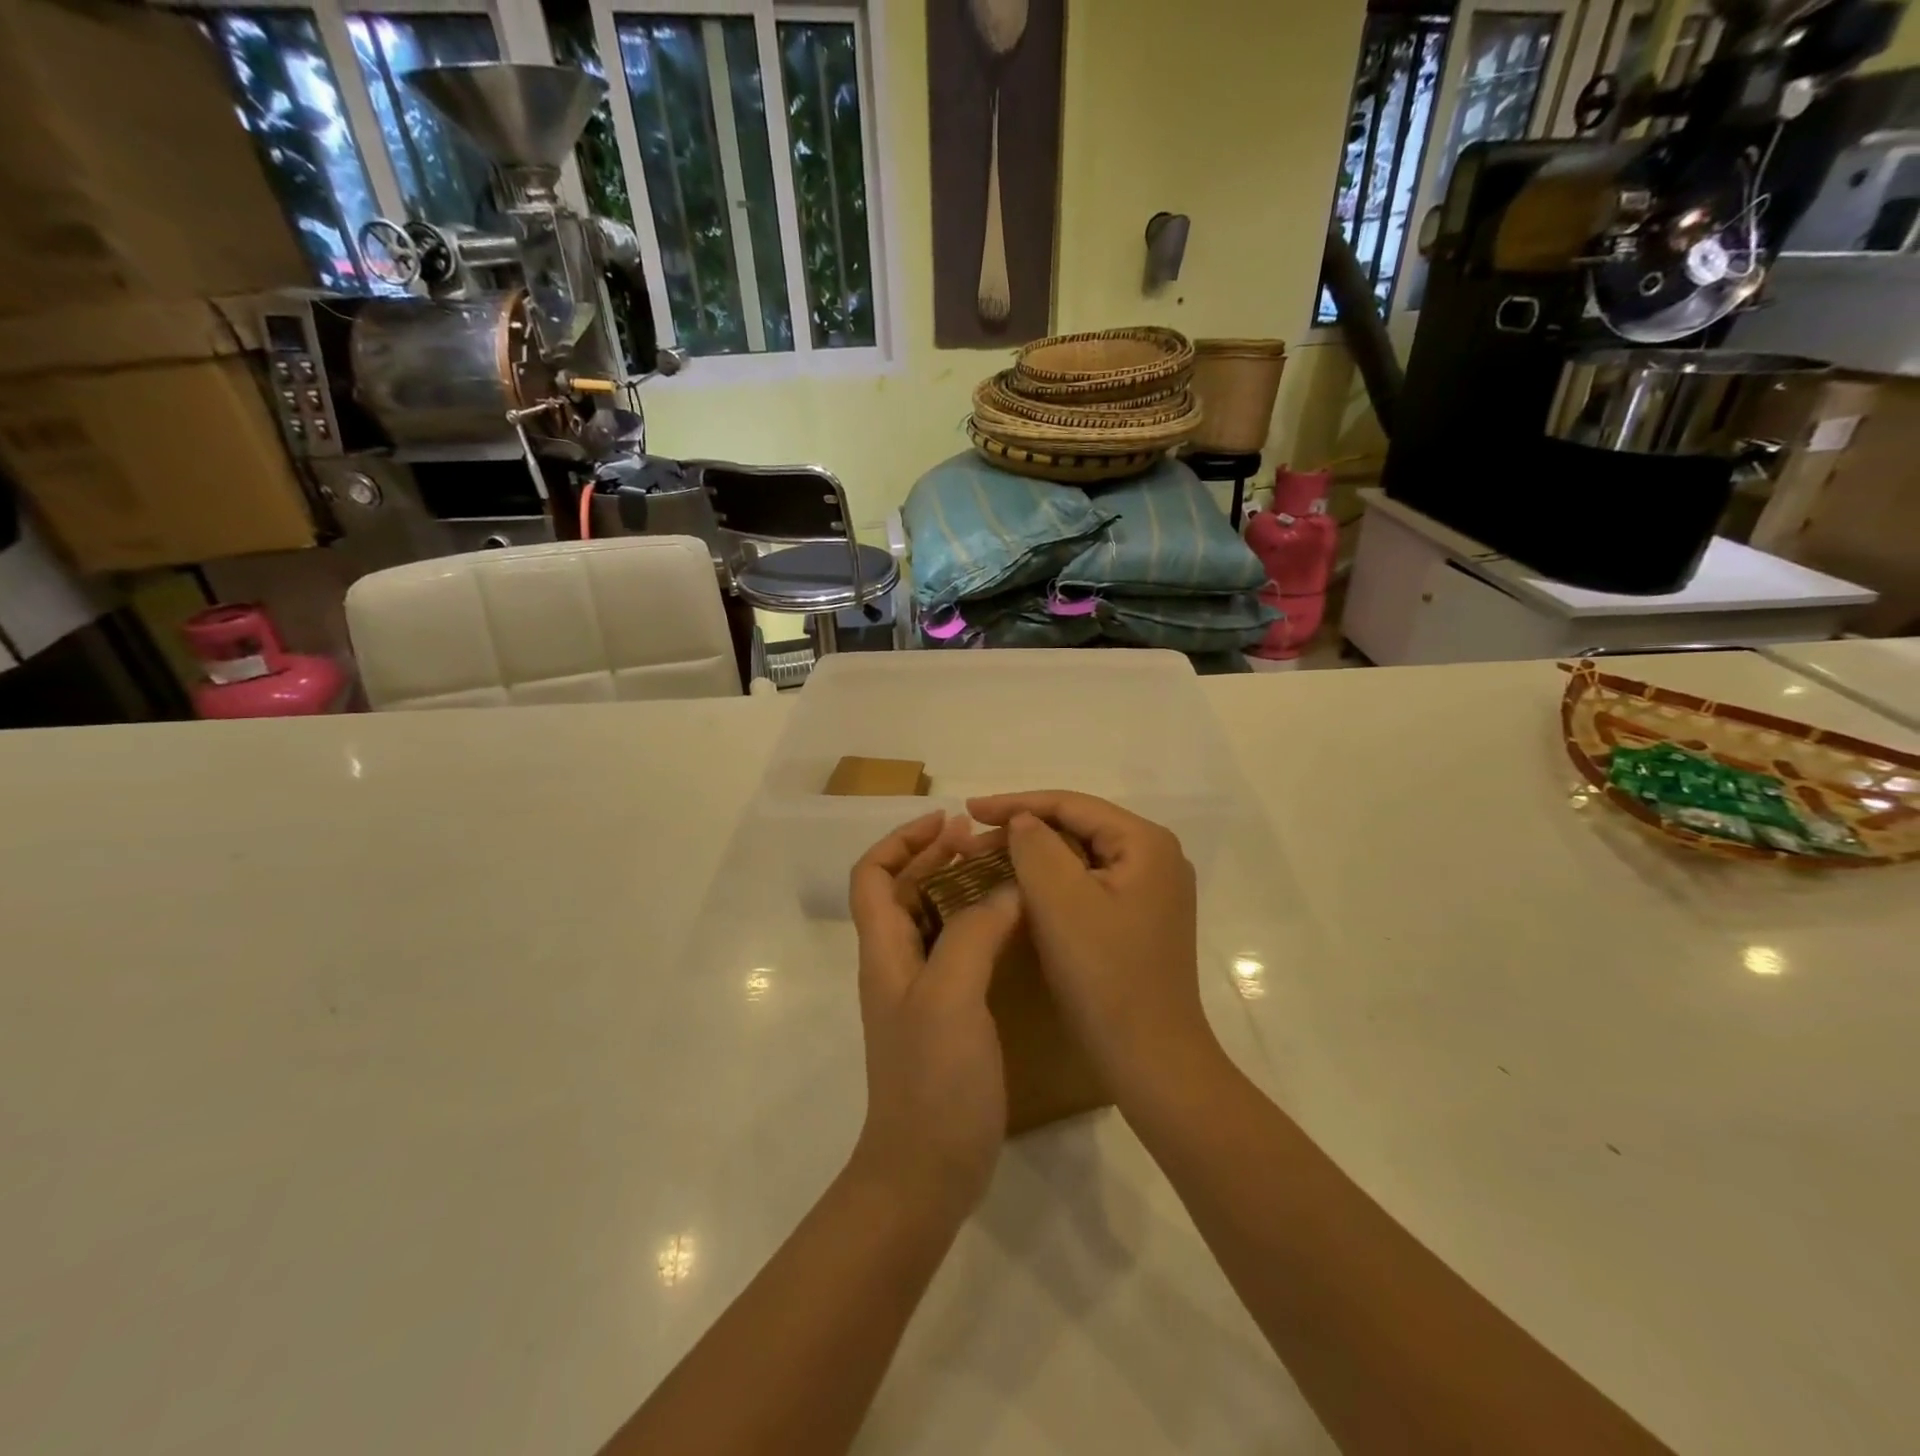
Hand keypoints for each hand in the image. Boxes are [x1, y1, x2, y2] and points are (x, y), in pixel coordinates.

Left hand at [847, 811, 1021, 1217]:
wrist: (925, 1171)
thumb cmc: (932, 1080)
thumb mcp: (951, 996)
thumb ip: (973, 934)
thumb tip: (1004, 890)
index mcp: (885, 951)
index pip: (874, 875)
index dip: (902, 841)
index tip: (946, 821)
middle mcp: (896, 964)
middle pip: (903, 891)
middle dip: (936, 857)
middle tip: (982, 841)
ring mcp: (920, 993)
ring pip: (932, 920)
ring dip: (958, 888)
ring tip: (1001, 873)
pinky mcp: (946, 1018)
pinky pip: (957, 952)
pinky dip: (978, 926)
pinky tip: (1012, 929)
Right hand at [968, 792, 1216, 1094]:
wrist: (1150, 1060)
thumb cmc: (1104, 976)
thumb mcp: (1060, 901)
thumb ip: (1035, 846)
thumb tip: (1023, 820)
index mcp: (1146, 843)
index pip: (1072, 805)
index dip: (1016, 803)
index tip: (968, 809)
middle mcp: (1156, 858)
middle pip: (1078, 828)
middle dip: (1022, 831)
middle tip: (971, 842)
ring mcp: (1151, 891)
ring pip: (1080, 858)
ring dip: (1033, 857)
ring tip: (986, 860)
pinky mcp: (1140, 919)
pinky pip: (1088, 885)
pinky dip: (1052, 884)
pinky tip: (1020, 890)